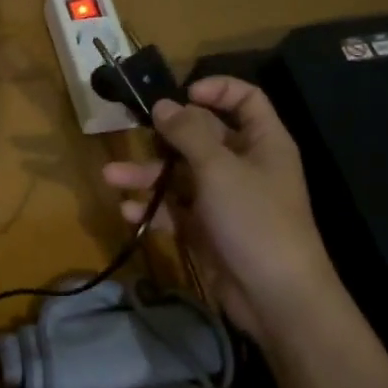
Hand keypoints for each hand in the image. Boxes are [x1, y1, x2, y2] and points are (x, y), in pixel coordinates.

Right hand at [102, 75, 387, 387]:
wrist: (276, 298)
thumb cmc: (255, 220)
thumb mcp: (219, 169)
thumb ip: (188, 133)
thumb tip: (163, 105)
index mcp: (263, 142)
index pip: (245, 99)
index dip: (216, 90)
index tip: (182, 95)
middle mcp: (245, 165)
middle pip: (202, 137)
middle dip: (165, 137)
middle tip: (134, 133)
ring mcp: (225, 199)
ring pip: (181, 175)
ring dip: (148, 175)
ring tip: (111, 177)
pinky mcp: (208, 230)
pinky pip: (176, 210)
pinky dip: (154, 209)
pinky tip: (129, 212)